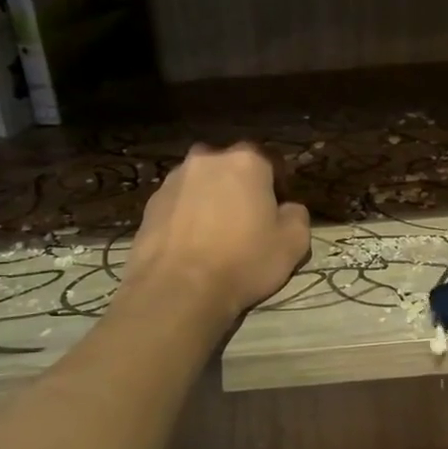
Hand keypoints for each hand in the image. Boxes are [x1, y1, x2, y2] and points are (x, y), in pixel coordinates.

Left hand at [125, 143, 311, 317]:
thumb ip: (298, 215)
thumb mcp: (293, 244)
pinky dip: (187, 218)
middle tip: (247, 223)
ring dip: (211, 200)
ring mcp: (174, 180)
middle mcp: (207, 159)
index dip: (279, 187)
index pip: (271, 162)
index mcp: (246, 161)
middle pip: (232, 169)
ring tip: (216, 236)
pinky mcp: (149, 204)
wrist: (177, 289)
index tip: (278, 213)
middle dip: (241, 188)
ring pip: (202, 184)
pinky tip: (192, 246)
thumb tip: (288, 208)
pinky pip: (179, 204)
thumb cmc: (243, 261)